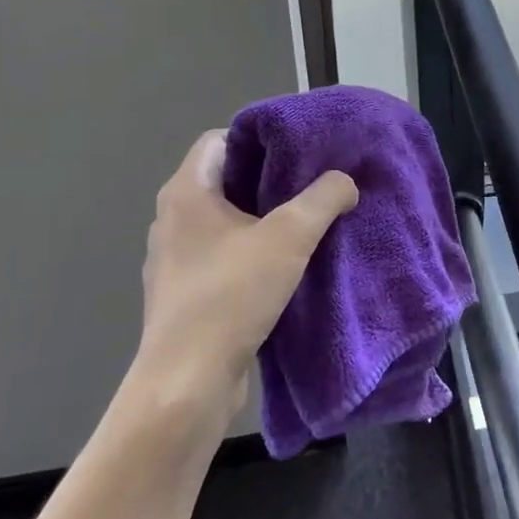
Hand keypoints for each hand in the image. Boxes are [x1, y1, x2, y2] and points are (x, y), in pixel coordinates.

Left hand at [126, 129, 357, 425]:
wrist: (188, 380)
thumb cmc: (231, 294)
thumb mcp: (290, 236)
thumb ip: (324, 198)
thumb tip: (346, 181)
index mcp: (186, 192)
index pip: (220, 139)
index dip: (261, 138)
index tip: (300, 150)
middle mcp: (173, 218)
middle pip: (226, 179)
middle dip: (271, 179)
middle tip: (315, 183)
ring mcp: (175, 258)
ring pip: (226, 221)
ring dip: (263, 219)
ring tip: (308, 223)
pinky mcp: (185, 293)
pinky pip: (223, 255)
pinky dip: (252, 252)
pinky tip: (286, 267)